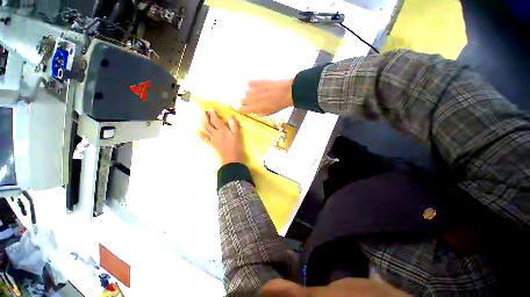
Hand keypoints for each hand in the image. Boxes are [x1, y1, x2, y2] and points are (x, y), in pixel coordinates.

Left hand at [199, 109, 242, 165]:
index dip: (213, 113)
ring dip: (202, 123)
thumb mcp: (238, 135)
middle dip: (205, 117)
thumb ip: (234, 125)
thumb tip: (230, 116)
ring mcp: (212, 139)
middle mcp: (215, 133)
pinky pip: (204, 138)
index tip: (211, 108)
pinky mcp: (211, 144)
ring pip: (205, 129)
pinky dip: (200, 134)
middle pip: (208, 123)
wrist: (231, 158)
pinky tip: (198, 131)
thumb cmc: (236, 146)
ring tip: (201, 118)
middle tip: (204, 111)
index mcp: (222, 130)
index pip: (215, 120)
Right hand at [239, 79, 293, 115]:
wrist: (284, 93)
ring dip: (251, 94)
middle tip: (254, 102)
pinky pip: (250, 83)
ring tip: (260, 94)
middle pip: (242, 100)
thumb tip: (255, 110)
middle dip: (247, 102)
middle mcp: (249, 99)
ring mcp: (252, 89)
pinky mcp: (255, 81)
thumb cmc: (277, 105)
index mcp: (252, 108)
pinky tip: (259, 87)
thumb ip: (258, 112)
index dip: (244, 110)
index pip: (241, 109)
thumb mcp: (267, 113)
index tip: (246, 109)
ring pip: (247, 92)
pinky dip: (253, 85)